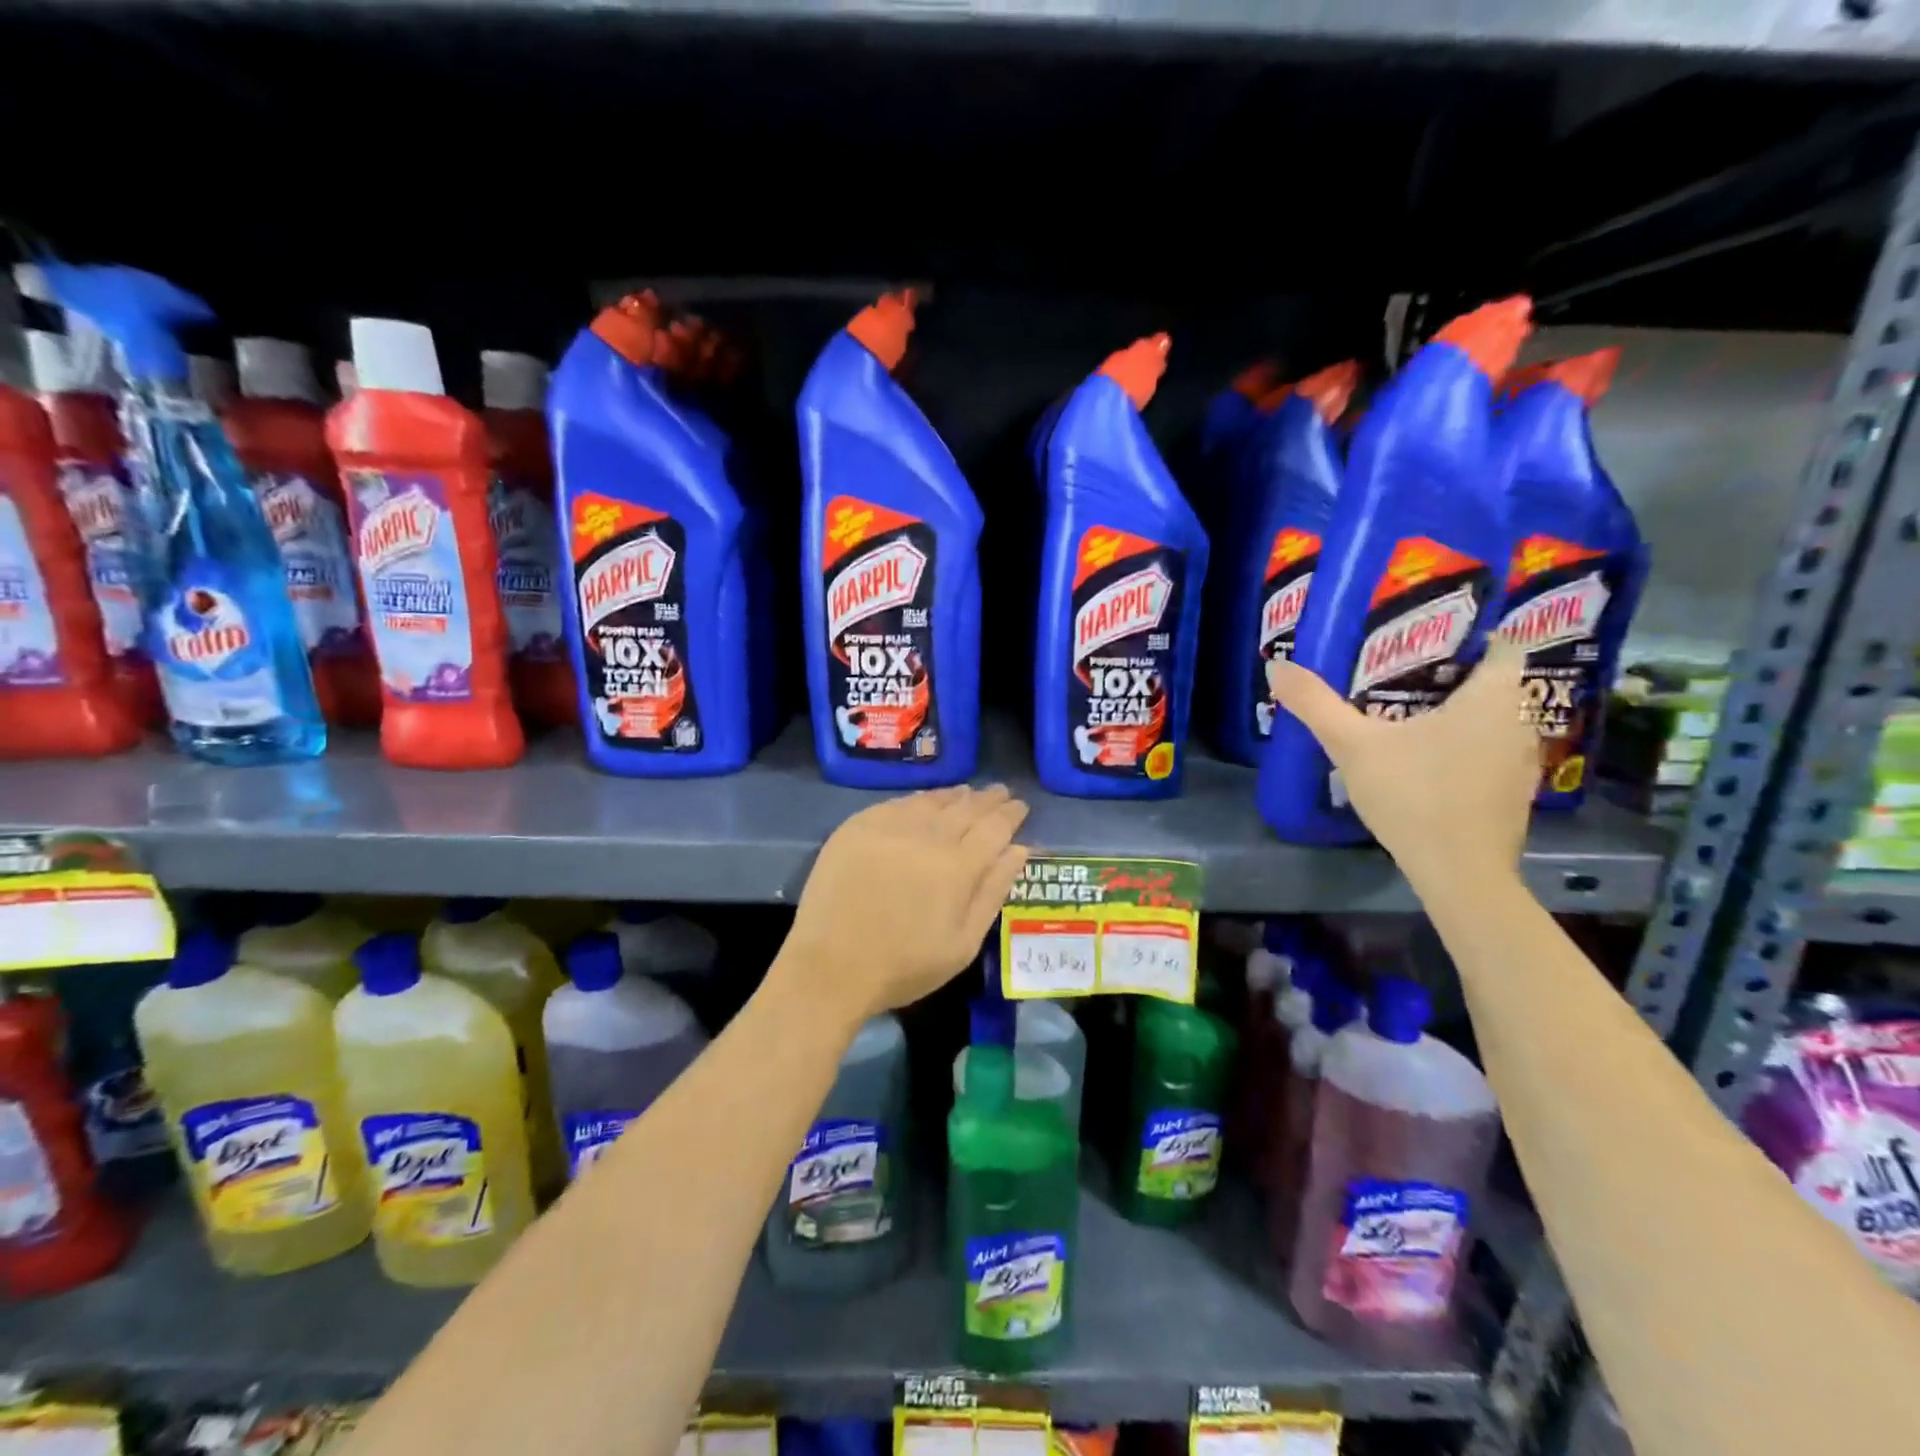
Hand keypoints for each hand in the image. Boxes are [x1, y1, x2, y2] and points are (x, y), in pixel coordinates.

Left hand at [783, 785, 1030, 1022]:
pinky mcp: (857, 827)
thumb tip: (1018, 850)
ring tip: (967, 792)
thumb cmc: (904, 966)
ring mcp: (889, 827)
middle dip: (987, 799)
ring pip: (931, 801)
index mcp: (957, 867)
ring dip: (954, 795)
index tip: (1021, 806)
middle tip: (1001, 792)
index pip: (995, 827)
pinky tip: (924, 802)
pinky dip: (918, 800)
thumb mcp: (963, 944)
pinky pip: (897, 804)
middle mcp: (926, 837)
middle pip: (965, 808)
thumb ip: (993, 892)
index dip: (1011, 814)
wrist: (830, 968)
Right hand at [1269, 640, 1537, 892]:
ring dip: (1458, 713)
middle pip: (1492, 681)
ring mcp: (1521, 762)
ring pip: (1491, 720)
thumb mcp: (1353, 746)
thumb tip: (1276, 666)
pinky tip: (1426, 761)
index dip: (1468, 632)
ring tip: (1407, 712)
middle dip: (1450, 673)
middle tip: (1398, 671)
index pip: (1502, 641)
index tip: (1425, 635)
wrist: (1459, 874)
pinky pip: (1488, 752)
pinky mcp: (1512, 794)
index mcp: (1495, 696)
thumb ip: (1315, 704)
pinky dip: (1462, 747)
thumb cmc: (1414, 795)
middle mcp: (1521, 721)